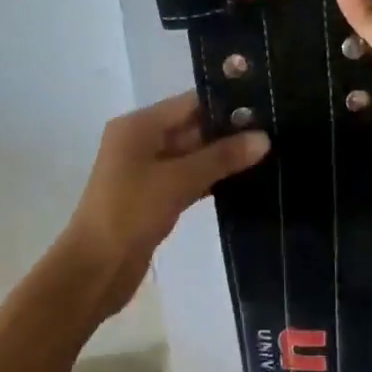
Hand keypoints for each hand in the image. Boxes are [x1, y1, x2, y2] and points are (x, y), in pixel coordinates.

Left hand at [60, 93, 268, 314]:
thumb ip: (221, 158)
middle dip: (229, 133)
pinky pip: (187, 180)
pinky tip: (244, 182)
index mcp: (138, 127)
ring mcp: (146, 172)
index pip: (189, 104)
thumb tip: (264, 138)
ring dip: (223, 158)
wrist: (96, 268)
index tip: (266, 108)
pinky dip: (211, 180)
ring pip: (192, 156)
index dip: (226, 105)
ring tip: (269, 155)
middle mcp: (140, 142)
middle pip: (191, 128)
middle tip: (275, 133)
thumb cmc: (131, 213)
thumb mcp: (177, 180)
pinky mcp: (153, 198)